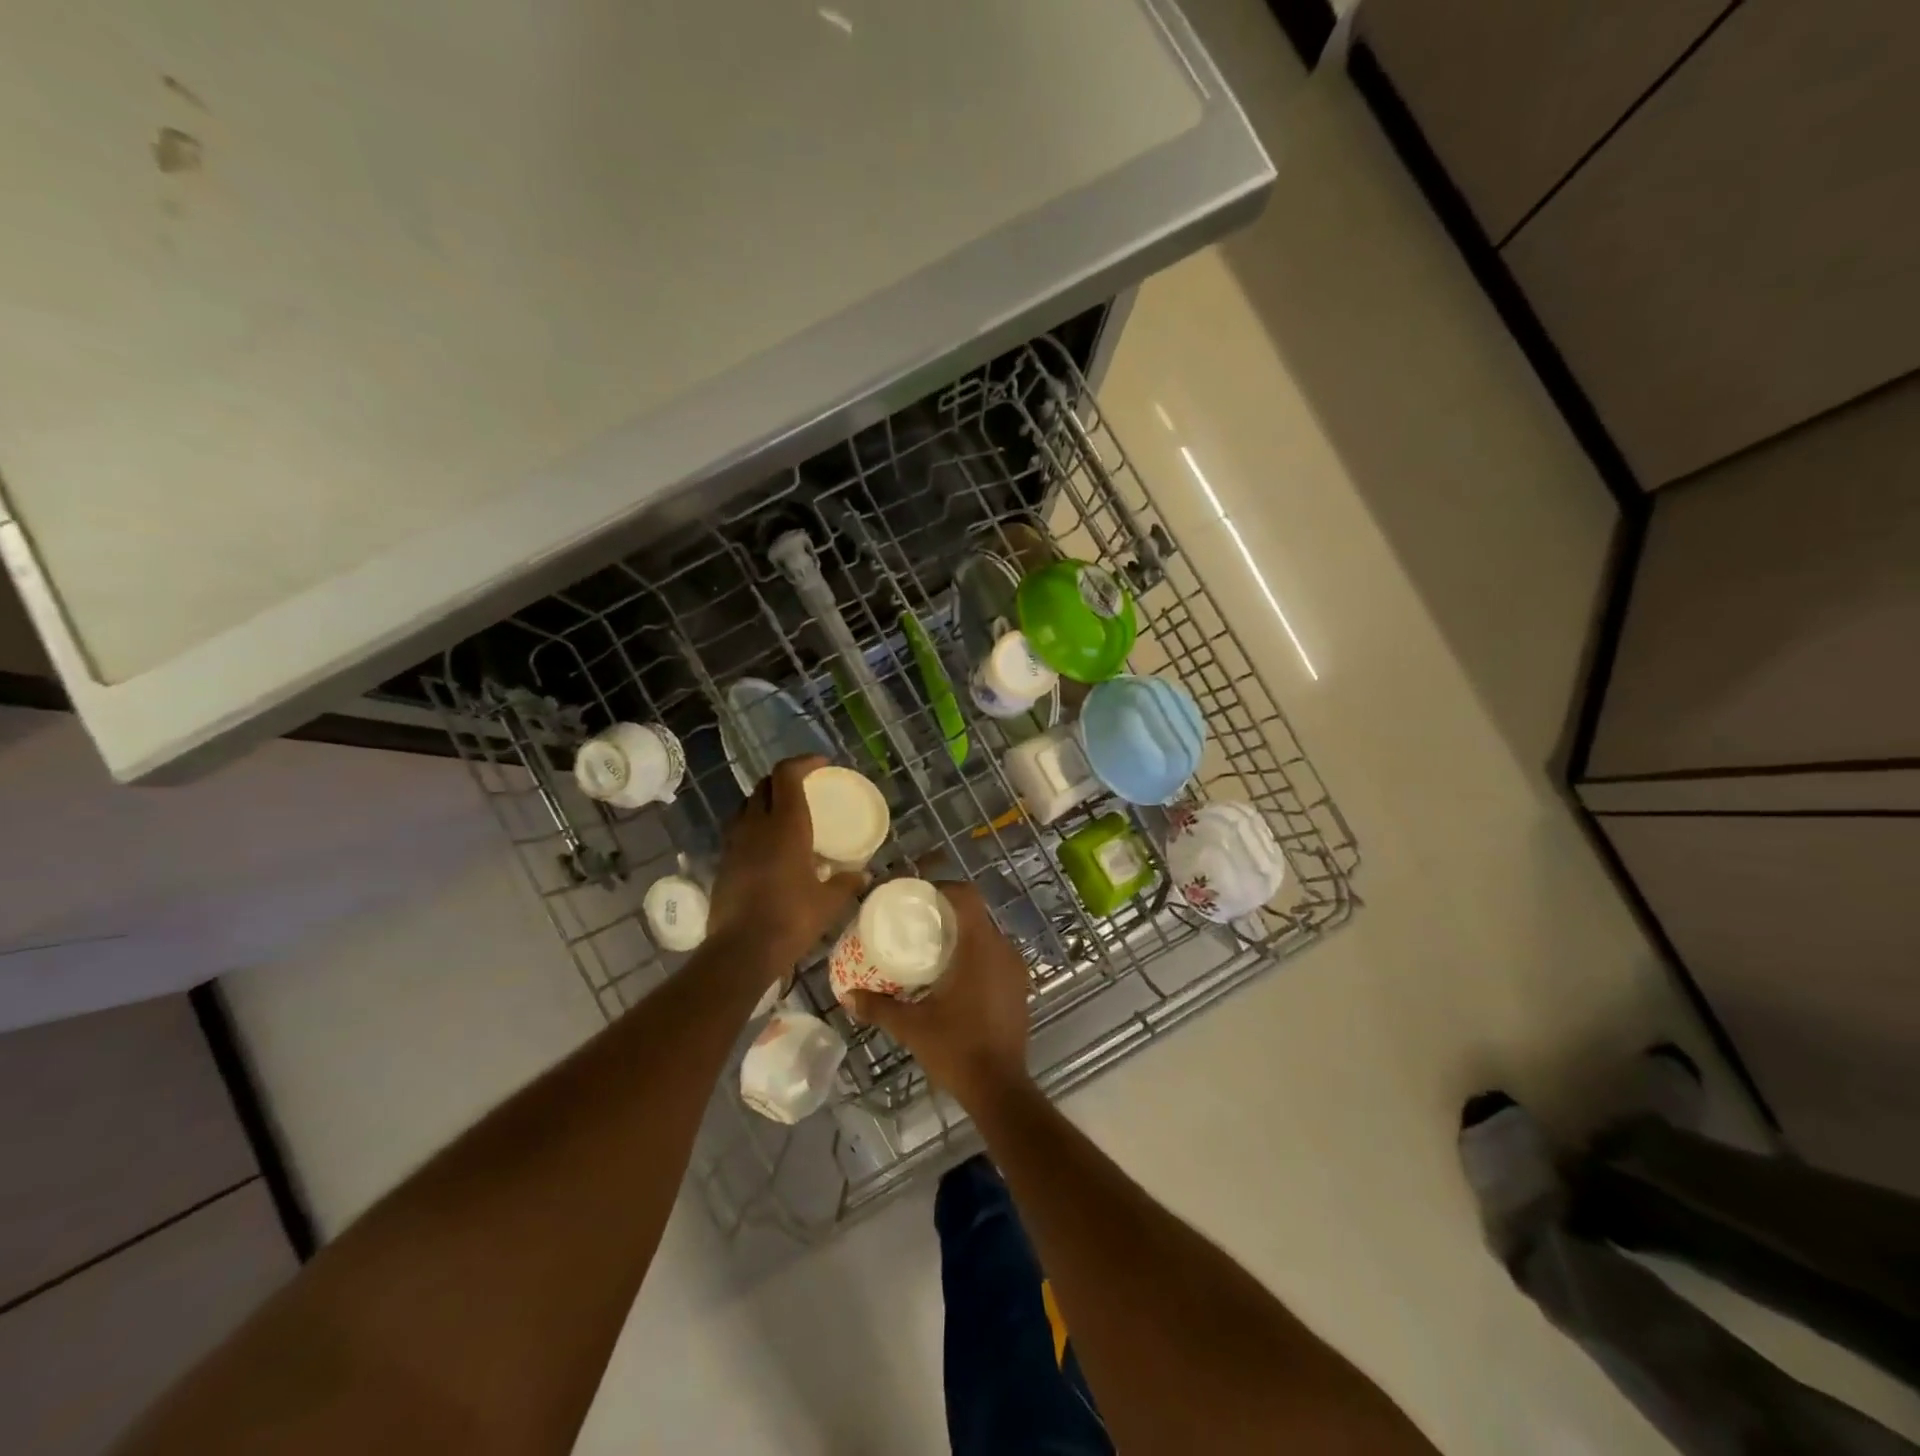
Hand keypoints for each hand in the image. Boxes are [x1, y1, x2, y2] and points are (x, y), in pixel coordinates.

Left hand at [708, 756, 862, 975]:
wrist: (741, 950)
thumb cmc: (791, 919)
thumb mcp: (828, 903)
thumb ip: (847, 883)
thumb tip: (863, 875)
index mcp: (785, 825)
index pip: (786, 774)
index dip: (803, 762)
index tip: (821, 764)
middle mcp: (756, 825)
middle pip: (764, 785)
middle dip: (784, 779)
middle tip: (805, 787)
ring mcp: (735, 843)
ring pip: (747, 805)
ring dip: (765, 801)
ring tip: (784, 814)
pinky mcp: (723, 862)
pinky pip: (738, 830)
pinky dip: (754, 826)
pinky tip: (768, 846)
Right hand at [848, 882, 1032, 1109]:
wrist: (999, 1088)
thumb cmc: (956, 1049)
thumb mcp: (911, 1026)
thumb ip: (879, 1007)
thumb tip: (847, 996)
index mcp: (979, 947)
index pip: (967, 896)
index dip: (943, 888)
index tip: (918, 896)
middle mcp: (1003, 950)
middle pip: (976, 914)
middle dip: (948, 912)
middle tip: (918, 923)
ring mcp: (1016, 969)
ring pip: (988, 935)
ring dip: (963, 935)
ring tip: (933, 948)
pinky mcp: (1020, 987)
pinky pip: (997, 956)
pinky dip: (977, 955)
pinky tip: (955, 976)